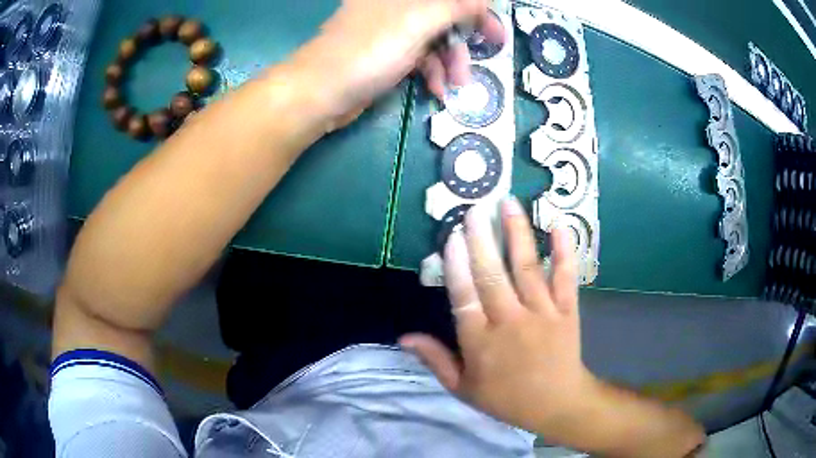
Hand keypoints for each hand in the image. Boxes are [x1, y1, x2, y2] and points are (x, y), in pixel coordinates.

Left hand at [294, 0, 503, 123]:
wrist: (321, 93)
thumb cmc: (369, 50)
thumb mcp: (418, 22)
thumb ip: (455, 7)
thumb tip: (485, 0)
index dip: (474, 8)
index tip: (494, 26)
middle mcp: (394, 6)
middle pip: (442, 13)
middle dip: (465, 35)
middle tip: (490, 51)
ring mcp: (389, 30)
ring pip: (433, 37)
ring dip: (450, 60)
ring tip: (457, 84)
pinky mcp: (385, 54)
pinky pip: (418, 57)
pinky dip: (431, 72)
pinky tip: (437, 90)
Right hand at [400, 197, 595, 434]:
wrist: (557, 404)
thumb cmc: (507, 398)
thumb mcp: (463, 388)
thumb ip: (435, 360)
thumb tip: (404, 336)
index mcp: (481, 342)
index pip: (464, 298)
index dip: (457, 266)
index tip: (453, 237)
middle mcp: (511, 322)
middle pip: (493, 276)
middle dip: (482, 240)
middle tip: (475, 209)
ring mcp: (542, 313)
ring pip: (527, 268)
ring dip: (517, 234)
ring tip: (508, 204)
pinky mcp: (567, 310)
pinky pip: (566, 276)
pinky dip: (564, 250)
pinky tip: (557, 224)